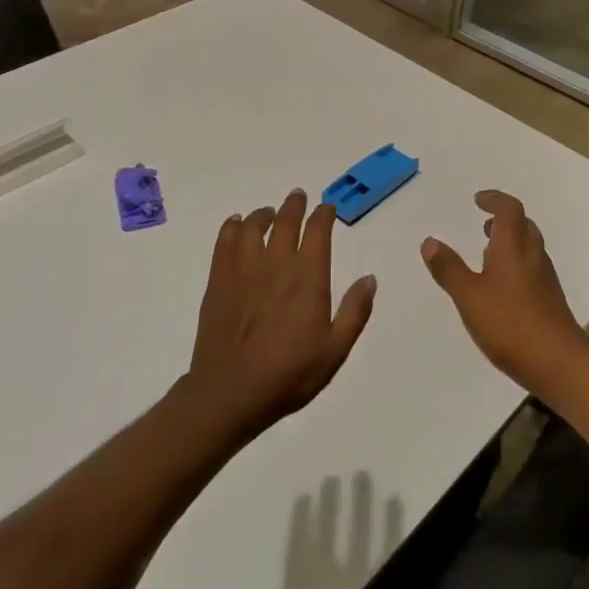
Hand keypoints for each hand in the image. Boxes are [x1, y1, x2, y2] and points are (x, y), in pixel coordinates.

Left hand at [186, 190, 376, 440]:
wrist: (231, 392)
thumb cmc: (289, 374)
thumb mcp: (335, 350)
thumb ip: (355, 311)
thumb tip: (370, 278)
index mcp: (308, 276)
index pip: (318, 231)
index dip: (324, 214)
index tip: (327, 208)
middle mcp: (277, 263)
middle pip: (286, 221)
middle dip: (295, 206)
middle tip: (298, 196)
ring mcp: (244, 269)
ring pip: (253, 226)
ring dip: (264, 214)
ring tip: (269, 212)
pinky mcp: (219, 281)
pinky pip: (225, 242)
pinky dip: (232, 227)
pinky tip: (236, 225)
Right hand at [420, 190, 588, 394]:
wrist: (560, 364)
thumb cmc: (511, 324)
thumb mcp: (469, 296)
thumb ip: (449, 269)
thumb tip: (430, 241)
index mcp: (514, 248)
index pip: (509, 209)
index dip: (494, 200)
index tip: (478, 200)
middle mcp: (533, 256)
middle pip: (523, 226)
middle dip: (504, 220)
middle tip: (485, 224)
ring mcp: (545, 280)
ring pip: (529, 248)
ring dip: (510, 242)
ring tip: (488, 253)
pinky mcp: (549, 301)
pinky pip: (532, 268)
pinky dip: (516, 264)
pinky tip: (502, 287)